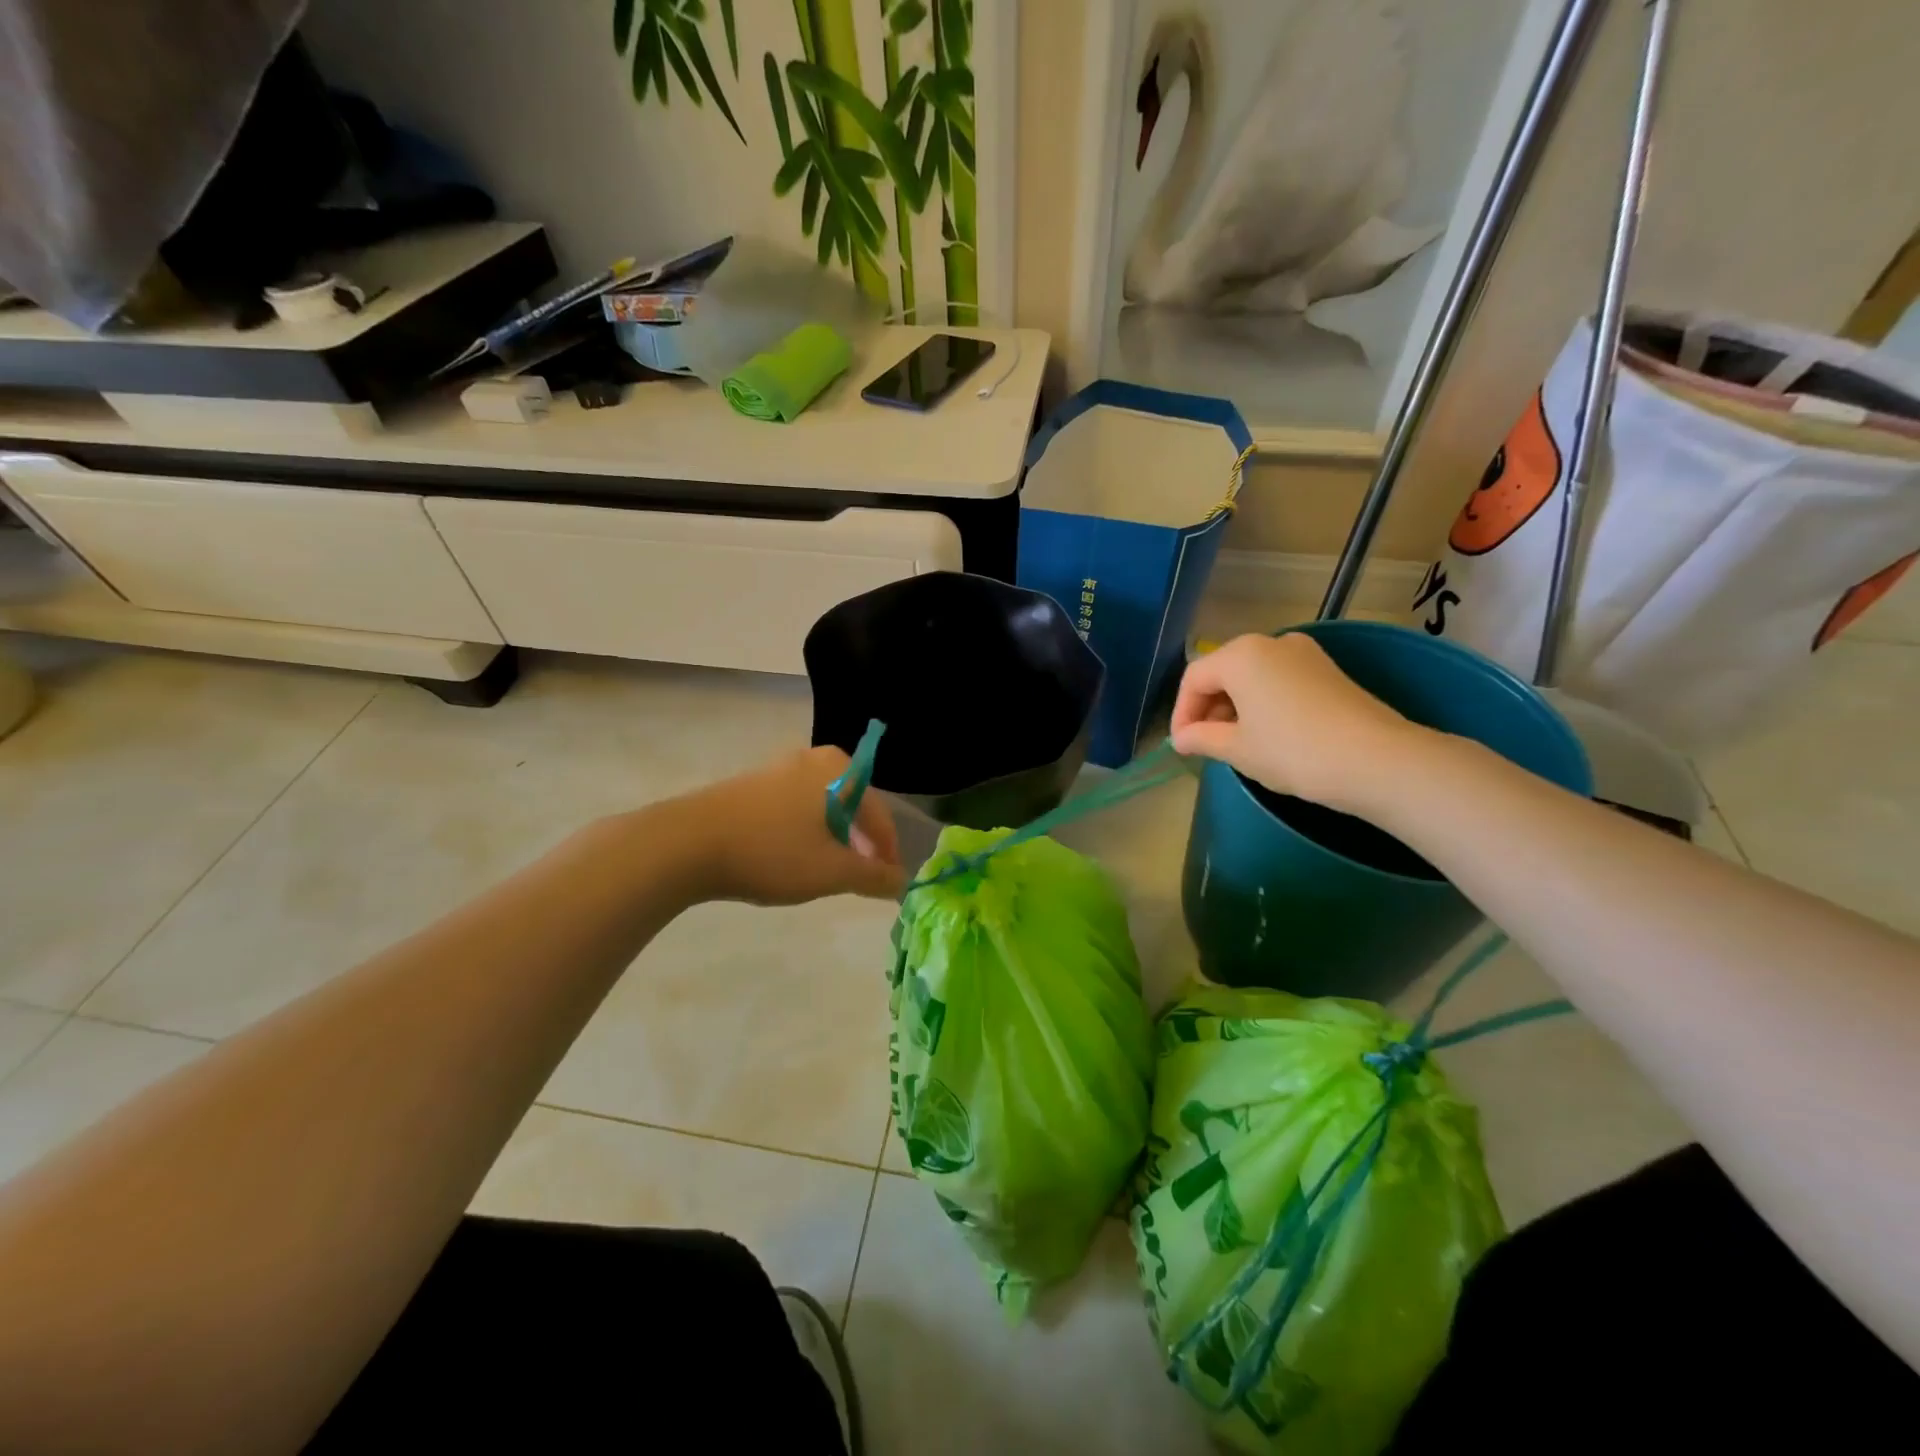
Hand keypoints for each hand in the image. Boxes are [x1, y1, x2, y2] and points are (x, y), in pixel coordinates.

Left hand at [666, 746, 906, 905]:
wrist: (687, 843)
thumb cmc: (772, 851)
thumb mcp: (831, 871)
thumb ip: (873, 876)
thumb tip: (901, 881)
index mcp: (839, 769)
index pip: (879, 813)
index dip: (888, 851)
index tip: (888, 882)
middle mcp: (813, 758)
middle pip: (852, 805)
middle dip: (860, 842)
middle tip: (860, 876)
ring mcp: (779, 767)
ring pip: (823, 806)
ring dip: (833, 837)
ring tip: (827, 870)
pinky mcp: (753, 783)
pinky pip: (795, 806)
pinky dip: (804, 831)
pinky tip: (792, 856)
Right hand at [1170, 633, 1421, 811]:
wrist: (1377, 760)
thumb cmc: (1293, 751)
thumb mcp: (1237, 749)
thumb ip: (1201, 738)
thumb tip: (1181, 739)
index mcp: (1241, 655)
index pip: (1194, 678)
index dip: (1181, 713)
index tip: (1182, 745)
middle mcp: (1271, 642)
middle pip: (1223, 672)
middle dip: (1207, 708)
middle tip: (1205, 745)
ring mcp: (1304, 654)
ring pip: (1252, 676)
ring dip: (1234, 707)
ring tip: (1235, 743)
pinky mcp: (1327, 670)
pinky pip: (1279, 680)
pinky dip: (1263, 703)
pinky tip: (1267, 734)